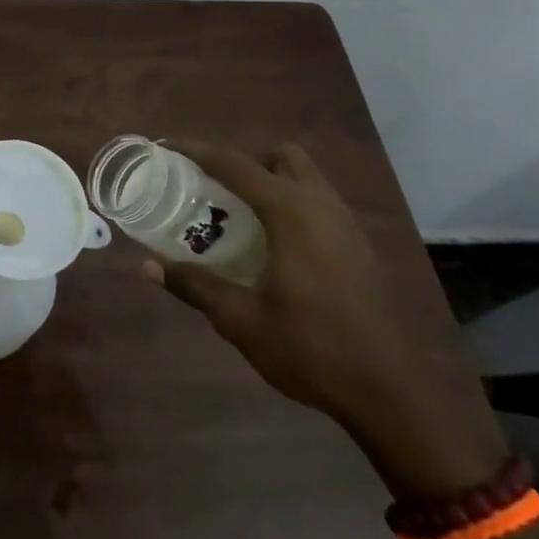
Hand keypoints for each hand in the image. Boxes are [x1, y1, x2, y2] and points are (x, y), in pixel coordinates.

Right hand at [144, 142, 506, 498]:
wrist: (391, 392)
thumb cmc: (311, 349)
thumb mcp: (241, 320)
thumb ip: (194, 286)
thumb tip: (147, 266)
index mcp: (290, 212)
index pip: (234, 163)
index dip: (196, 150)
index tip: (167, 147)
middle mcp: (320, 204)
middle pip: (279, 157)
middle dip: (245, 162)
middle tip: (215, 189)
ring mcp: (347, 224)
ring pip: (306, 178)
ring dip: (272, 181)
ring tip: (241, 215)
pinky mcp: (360, 246)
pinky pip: (320, 203)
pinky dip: (293, 204)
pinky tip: (276, 246)